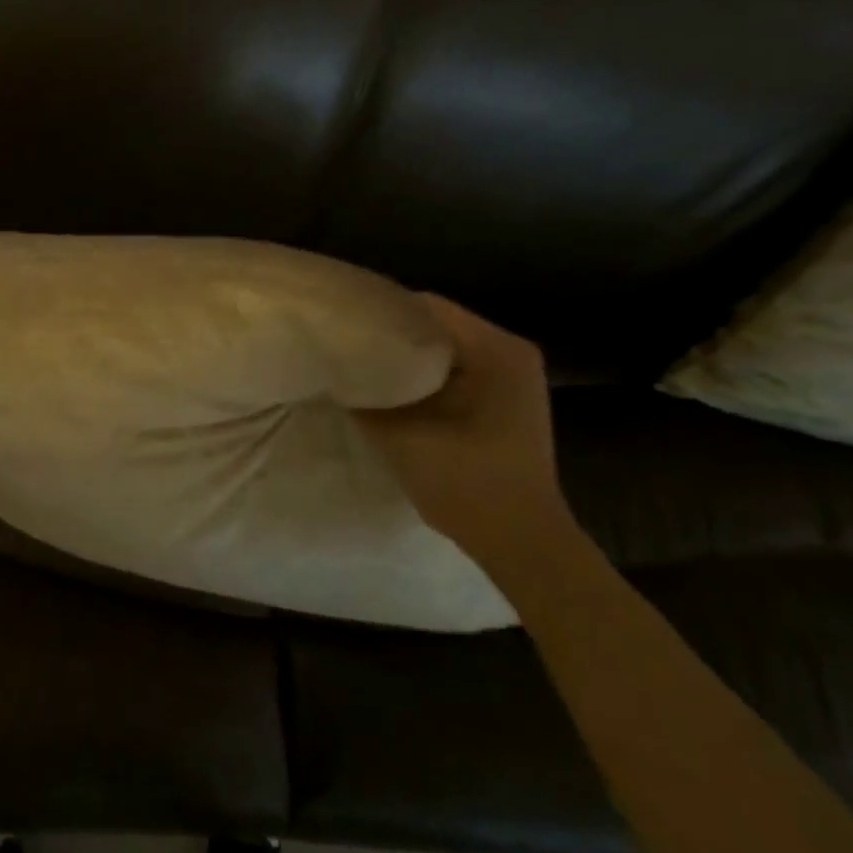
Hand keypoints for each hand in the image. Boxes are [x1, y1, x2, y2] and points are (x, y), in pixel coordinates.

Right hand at [360, 295, 577, 575]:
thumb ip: (363, 398)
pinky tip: (387, 391)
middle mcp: (508, 351)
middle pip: (433, 325)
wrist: (522, 544)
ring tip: (356, 366)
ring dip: (402, 357)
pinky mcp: (501, 398)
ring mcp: (509, 376)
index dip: (377, 312)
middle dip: (387, 335)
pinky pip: (450, 371)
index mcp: (495, 350)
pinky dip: (419, 377)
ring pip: (439, 349)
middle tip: (342, 346)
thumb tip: (331, 372)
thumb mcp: (402, 438)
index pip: (424, 307)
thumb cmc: (468, 486)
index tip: (339, 326)